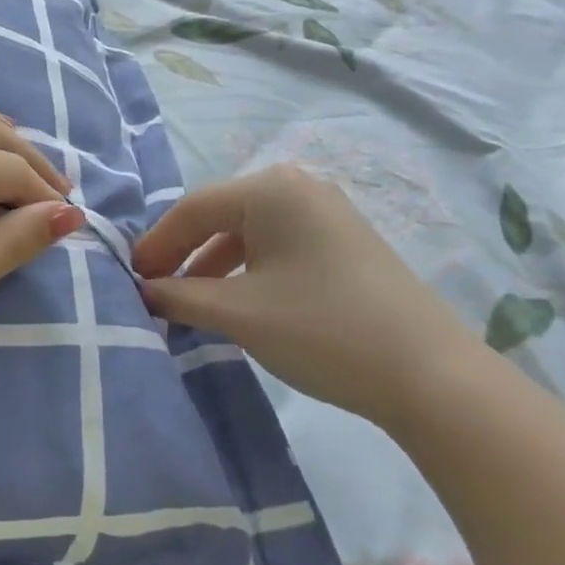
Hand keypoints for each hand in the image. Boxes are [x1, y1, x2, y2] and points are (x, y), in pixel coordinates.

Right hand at [132, 163, 474, 427]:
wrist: (432, 376)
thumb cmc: (321, 329)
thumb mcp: (239, 313)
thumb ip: (180, 296)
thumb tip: (143, 291)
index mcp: (270, 188)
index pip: (193, 209)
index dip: (157, 244)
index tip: (132, 278)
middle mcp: (298, 187)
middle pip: (221, 216)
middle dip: (184, 254)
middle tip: (156, 289)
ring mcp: (327, 213)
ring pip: (250, 233)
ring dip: (214, 266)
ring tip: (191, 302)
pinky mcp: (345, 242)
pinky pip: (279, 246)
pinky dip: (249, 270)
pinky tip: (238, 302)